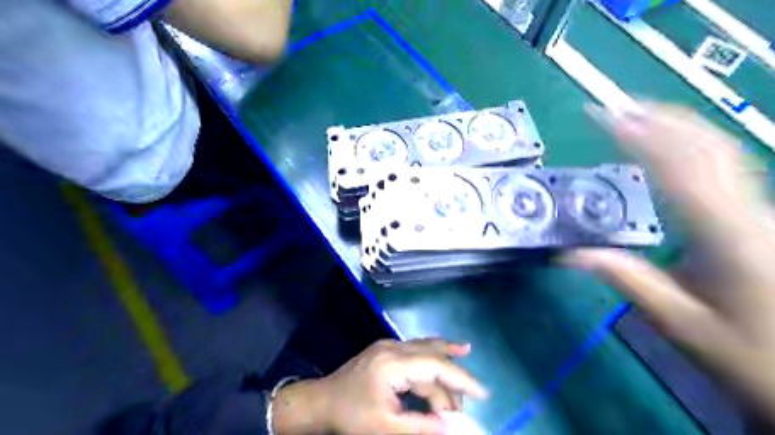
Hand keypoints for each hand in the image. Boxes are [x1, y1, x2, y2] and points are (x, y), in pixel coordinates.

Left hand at [272, 340, 482, 433]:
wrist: (320, 402)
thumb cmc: (351, 417)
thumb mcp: (386, 428)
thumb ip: (422, 427)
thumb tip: (455, 426)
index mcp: (393, 363)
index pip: (436, 366)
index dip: (462, 379)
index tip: (484, 393)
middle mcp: (394, 347)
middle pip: (434, 357)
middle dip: (453, 381)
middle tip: (467, 407)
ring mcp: (389, 345)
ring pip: (427, 348)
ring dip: (447, 365)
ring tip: (466, 383)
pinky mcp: (387, 349)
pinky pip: (418, 349)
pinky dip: (435, 355)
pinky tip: (450, 350)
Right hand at [574, 102, 774, 417]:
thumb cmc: (748, 354)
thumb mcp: (679, 322)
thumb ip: (627, 279)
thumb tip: (571, 255)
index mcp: (727, 237)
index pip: (677, 169)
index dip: (639, 136)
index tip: (604, 116)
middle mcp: (750, 214)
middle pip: (708, 148)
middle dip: (659, 119)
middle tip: (616, 106)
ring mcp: (762, 213)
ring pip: (723, 152)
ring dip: (678, 126)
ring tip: (639, 115)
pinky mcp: (761, 219)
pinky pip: (728, 167)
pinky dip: (696, 146)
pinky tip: (676, 147)